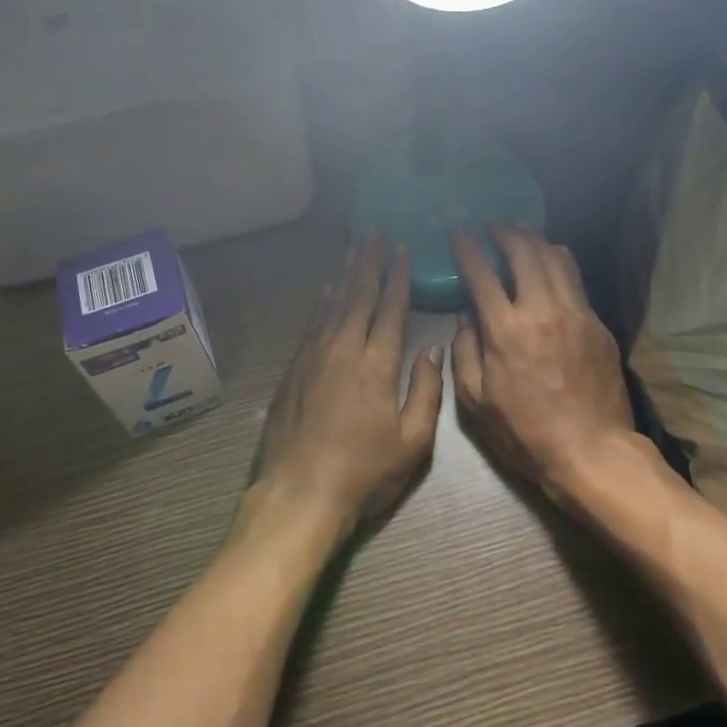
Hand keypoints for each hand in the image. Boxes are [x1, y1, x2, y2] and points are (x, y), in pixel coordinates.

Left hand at [252, 236, 445, 533]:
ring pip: (333, 303)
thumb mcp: (412, 441)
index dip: (398, 277)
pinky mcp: (295, 369)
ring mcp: (314, 356)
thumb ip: (426, 391)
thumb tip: (431, 349)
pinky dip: (322, 301)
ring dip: (345, 274)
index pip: (390, 308)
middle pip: (359, 295)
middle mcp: (344, 349)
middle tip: (374, 233)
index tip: (402, 250)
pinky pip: (312, 323)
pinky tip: (327, 290)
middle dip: (369, 262)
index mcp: (377, 364)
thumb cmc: (363, 472)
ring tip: (354, 249)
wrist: (299, 493)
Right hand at [450, 226, 640, 506]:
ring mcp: (575, 313)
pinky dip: (560, 260)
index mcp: (505, 329)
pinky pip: (576, 279)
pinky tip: (553, 257)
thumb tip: (465, 317)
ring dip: (534, 239)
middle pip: (523, 252)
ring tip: (521, 230)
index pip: (481, 273)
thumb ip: (464, 351)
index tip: (458, 232)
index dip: (467, 247)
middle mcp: (541, 309)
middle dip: (504, 231)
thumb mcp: (474, 401)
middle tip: (492, 224)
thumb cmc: (524, 432)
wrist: (591, 451)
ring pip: (555, 258)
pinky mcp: (597, 324)